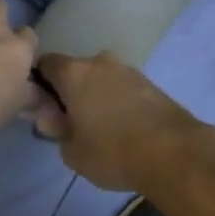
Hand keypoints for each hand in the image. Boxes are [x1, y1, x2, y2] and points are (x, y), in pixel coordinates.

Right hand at [30, 53, 214, 192]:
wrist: (175, 153)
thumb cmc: (113, 152)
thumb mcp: (72, 152)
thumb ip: (56, 131)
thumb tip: (52, 119)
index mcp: (74, 73)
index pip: (45, 64)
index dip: (40, 84)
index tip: (45, 108)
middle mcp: (99, 62)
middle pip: (76, 71)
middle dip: (71, 92)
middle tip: (73, 122)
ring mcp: (128, 70)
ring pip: (102, 79)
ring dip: (97, 96)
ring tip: (103, 128)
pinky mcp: (150, 82)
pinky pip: (123, 88)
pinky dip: (119, 101)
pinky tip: (125, 128)